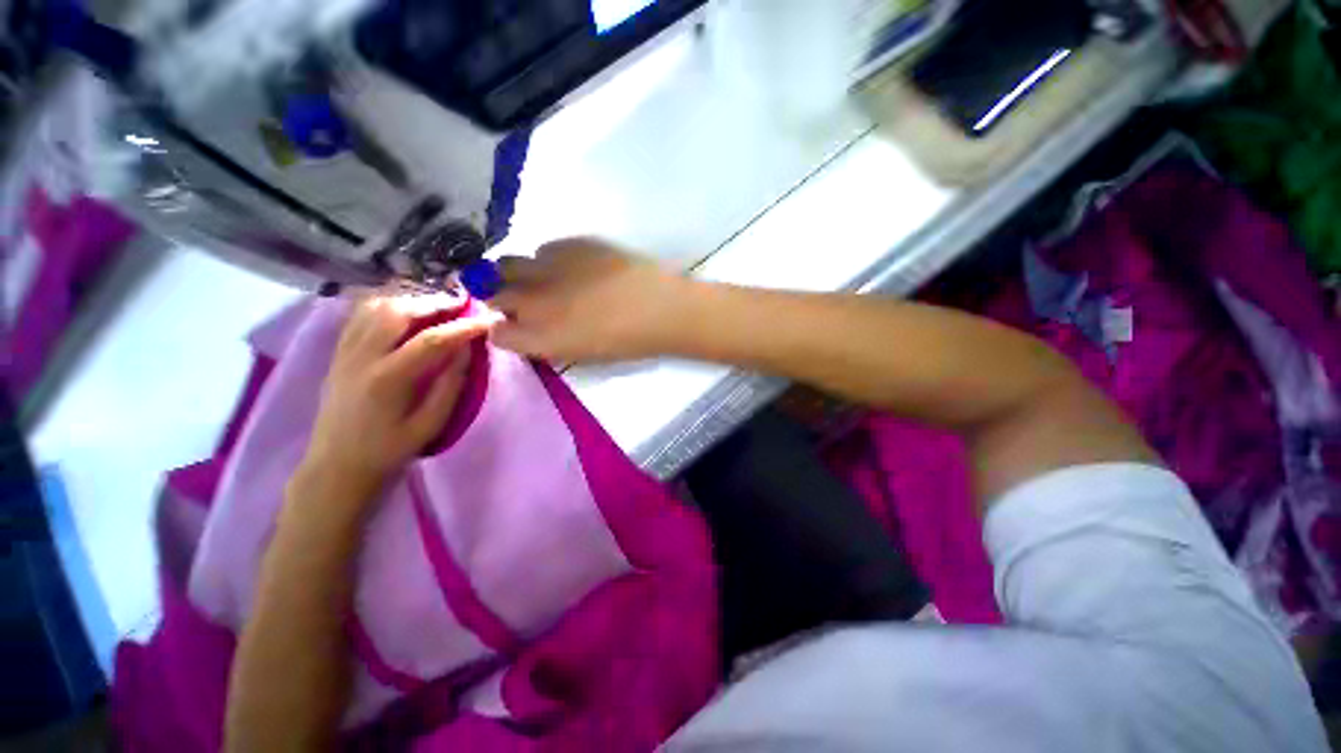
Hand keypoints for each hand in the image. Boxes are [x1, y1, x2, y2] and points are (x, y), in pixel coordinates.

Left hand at [297, 294, 499, 502]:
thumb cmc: (389, 450)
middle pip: (398, 312)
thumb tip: (467, 350)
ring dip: (411, 299)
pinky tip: (405, 309)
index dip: (463, 326)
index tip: (489, 319)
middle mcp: (362, 357)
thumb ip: (450, 385)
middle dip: (435, 302)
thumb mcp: (430, 425)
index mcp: (388, 379)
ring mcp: (345, 351)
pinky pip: (360, 315)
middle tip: (463, 304)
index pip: (431, 340)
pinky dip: (386, 304)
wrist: (336, 466)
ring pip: (376, 307)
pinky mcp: (338, 352)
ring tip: (437, 305)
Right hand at [490, 238, 691, 362]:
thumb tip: (534, 331)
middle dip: (502, 297)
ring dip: (519, 274)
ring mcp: (547, 268)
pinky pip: (543, 249)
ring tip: (546, 280)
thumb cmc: (628, 343)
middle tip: (525, 301)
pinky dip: (549, 260)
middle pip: (491, 292)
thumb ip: (551, 343)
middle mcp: (532, 301)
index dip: (504, 331)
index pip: (496, 334)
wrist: (660, 307)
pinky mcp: (568, 244)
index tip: (517, 329)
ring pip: (508, 264)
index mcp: (539, 338)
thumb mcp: (584, 355)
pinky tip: (573, 267)